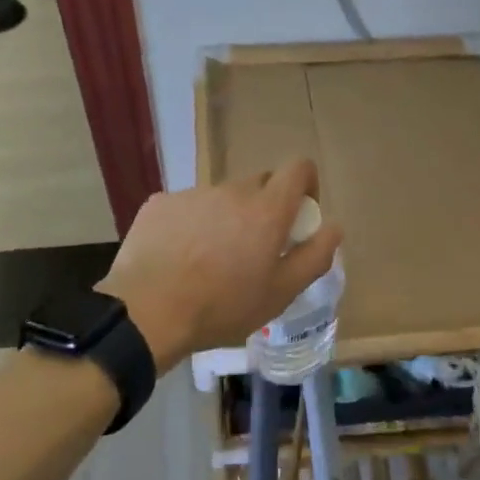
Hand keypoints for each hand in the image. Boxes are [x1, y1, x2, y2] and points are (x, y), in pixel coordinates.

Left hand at [97, 159, 342, 371]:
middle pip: (259, 184)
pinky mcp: (160, 203)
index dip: (305, 185)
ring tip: (210, 261)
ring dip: (225, 219)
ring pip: (221, 198)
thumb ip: (314, 256)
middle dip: (265, 208)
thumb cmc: (222, 306)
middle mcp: (232, 190)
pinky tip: (178, 258)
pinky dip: (191, 226)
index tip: (299, 215)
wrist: (146, 311)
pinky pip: (187, 208)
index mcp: (267, 208)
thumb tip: (333, 227)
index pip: (298, 168)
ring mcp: (193, 194)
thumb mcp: (281, 293)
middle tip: (254, 249)